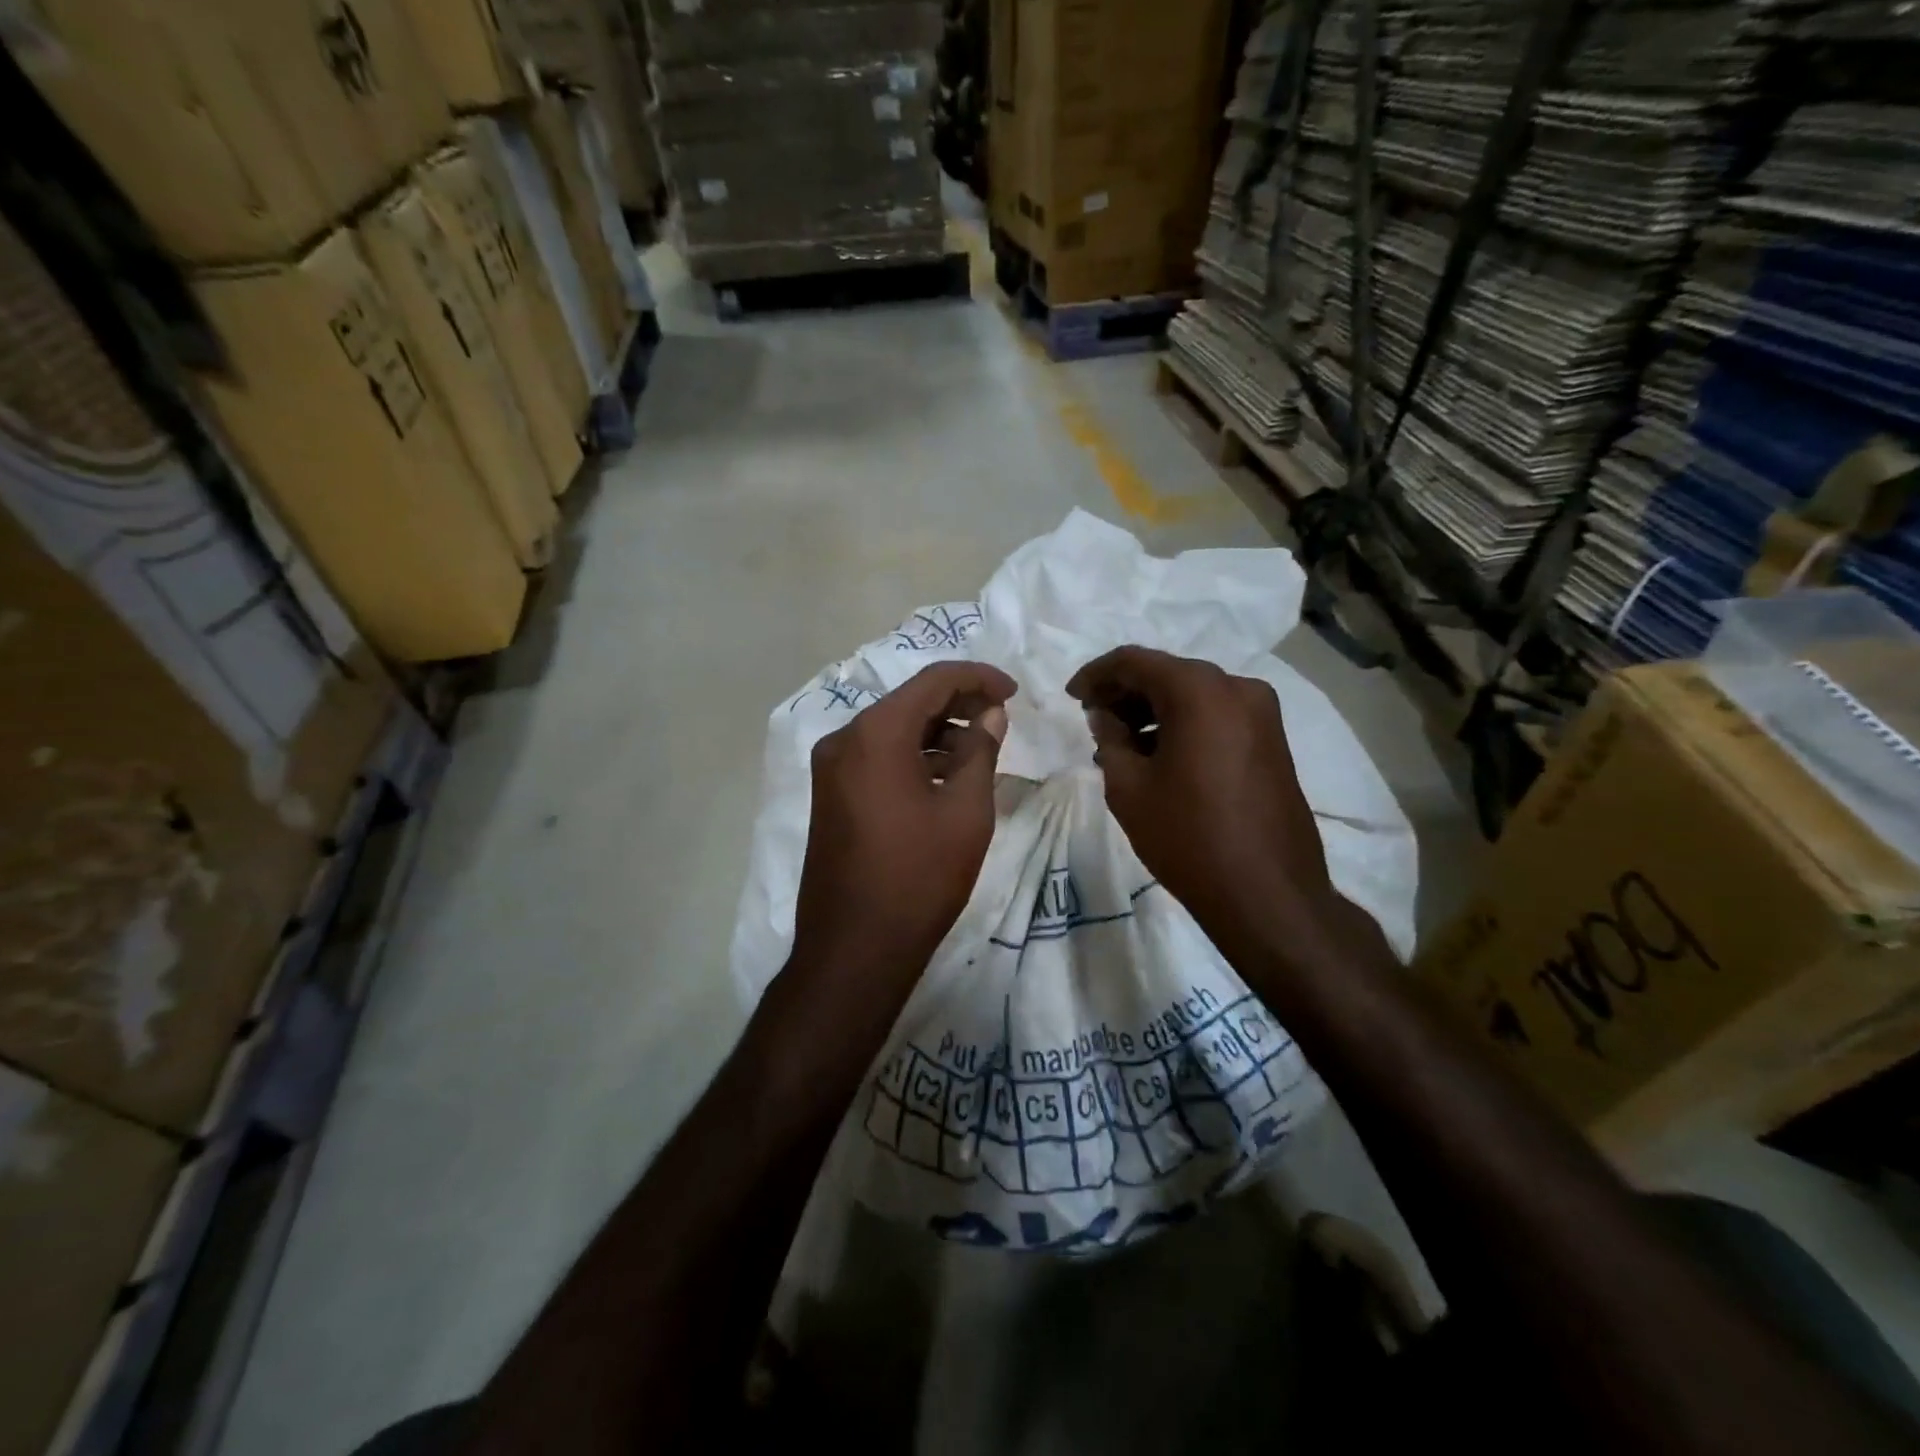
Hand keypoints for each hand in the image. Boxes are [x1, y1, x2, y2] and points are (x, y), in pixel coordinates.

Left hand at [791, 662, 1015, 983]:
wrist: (854, 948)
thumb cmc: (919, 876)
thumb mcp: (965, 811)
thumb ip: (980, 751)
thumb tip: (990, 715)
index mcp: (875, 733)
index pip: (932, 681)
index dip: (978, 678)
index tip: (1013, 692)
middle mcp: (843, 739)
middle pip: (908, 701)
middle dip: (957, 703)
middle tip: (1001, 717)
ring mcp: (830, 768)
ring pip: (891, 730)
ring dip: (935, 731)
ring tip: (980, 749)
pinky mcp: (830, 795)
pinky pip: (876, 757)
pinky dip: (912, 756)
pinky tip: (945, 776)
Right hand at [1067, 647, 1338, 958]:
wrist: (1266, 893)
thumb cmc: (1187, 836)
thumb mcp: (1128, 787)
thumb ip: (1109, 738)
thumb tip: (1105, 716)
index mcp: (1200, 690)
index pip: (1135, 661)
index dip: (1096, 674)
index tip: (1071, 697)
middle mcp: (1237, 687)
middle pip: (1168, 673)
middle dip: (1125, 692)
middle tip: (1093, 719)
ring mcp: (1262, 713)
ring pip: (1194, 694)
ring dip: (1153, 710)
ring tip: (1120, 743)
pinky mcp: (1272, 740)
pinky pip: (1217, 715)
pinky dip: (1183, 724)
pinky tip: (1158, 754)